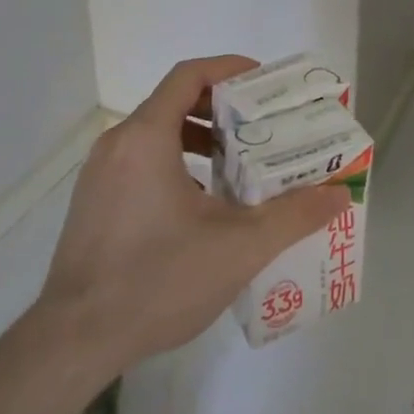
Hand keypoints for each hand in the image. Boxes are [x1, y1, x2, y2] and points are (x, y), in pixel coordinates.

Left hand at [40, 56, 350, 367]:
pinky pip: (140, 163)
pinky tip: (201, 206)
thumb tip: (340, 194)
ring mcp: (99, 176)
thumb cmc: (157, 280)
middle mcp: (117, 145)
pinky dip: (175, 164)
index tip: (264, 85)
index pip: (189, 75)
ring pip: (156, 135)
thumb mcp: (239, 247)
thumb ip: (294, 215)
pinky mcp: (92, 204)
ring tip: (238, 167)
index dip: (229, 69)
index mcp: (146, 137)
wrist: (73, 344)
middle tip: (261, 129)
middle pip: (174, 102)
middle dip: (221, 109)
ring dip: (199, 139)